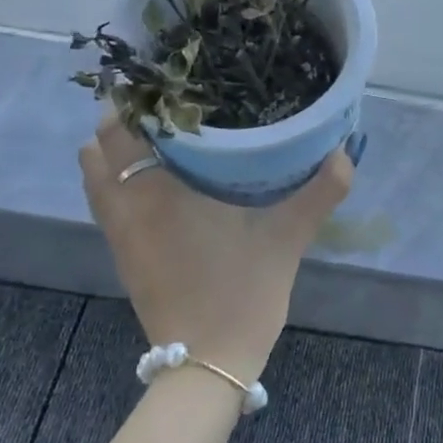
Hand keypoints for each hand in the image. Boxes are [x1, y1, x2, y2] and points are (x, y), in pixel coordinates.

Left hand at [78, 114, 358, 384]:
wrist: (208, 364)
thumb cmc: (241, 294)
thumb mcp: (287, 239)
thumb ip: (319, 193)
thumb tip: (346, 152)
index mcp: (158, 196)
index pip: (121, 131)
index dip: (133, 99)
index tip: (161, 78)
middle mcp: (127, 209)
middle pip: (98, 148)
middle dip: (122, 120)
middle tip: (166, 102)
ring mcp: (119, 236)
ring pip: (96, 178)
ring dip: (115, 151)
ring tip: (158, 133)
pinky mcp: (123, 257)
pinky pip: (106, 202)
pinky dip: (117, 180)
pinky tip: (159, 179)